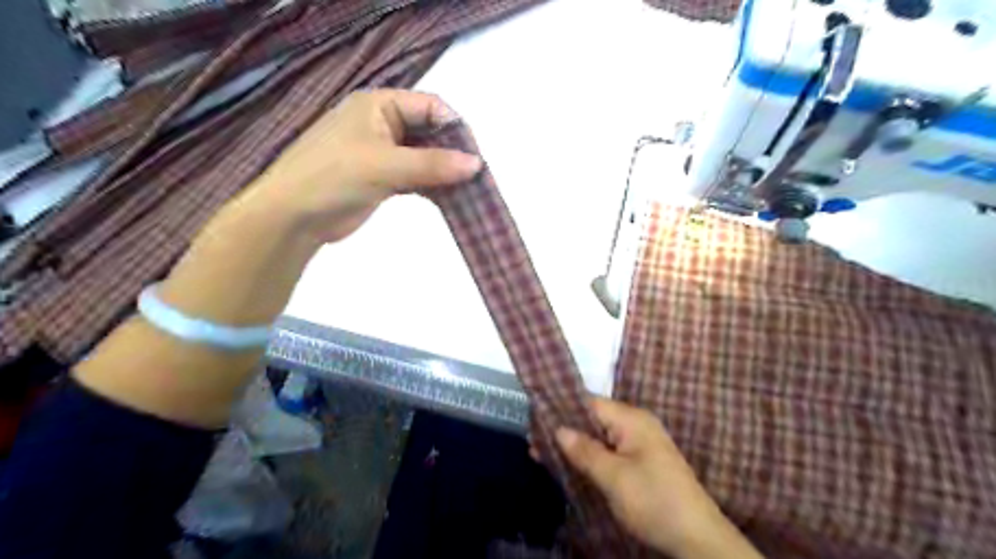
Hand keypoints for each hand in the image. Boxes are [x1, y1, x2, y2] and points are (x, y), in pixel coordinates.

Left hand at [243, 87, 479, 242]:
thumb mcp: (385, 165)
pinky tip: (451, 199)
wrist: (293, 217)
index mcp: (379, 105)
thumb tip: (477, 164)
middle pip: (431, 132)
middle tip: (476, 178)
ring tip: (470, 191)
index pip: (430, 107)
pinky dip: (434, 186)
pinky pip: (417, 177)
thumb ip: (432, 164)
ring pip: (426, 157)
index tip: (475, 157)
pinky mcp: (385, 178)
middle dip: (454, 154)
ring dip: (446, 173)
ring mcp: (384, 153)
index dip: (455, 128)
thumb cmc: (333, 177)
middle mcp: (383, 123)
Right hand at [552, 397, 763, 557]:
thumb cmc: (653, 500)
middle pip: (593, 419)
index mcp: (632, 419)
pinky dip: (589, 457)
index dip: (562, 409)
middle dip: (564, 430)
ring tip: (542, 453)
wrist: (697, 538)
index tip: (535, 418)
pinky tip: (569, 465)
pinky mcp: (641, 462)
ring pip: (599, 437)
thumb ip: (584, 450)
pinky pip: (609, 451)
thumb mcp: (614, 477)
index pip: (590, 403)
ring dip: (574, 445)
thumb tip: (558, 429)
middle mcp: (636, 425)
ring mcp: (640, 444)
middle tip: (533, 441)